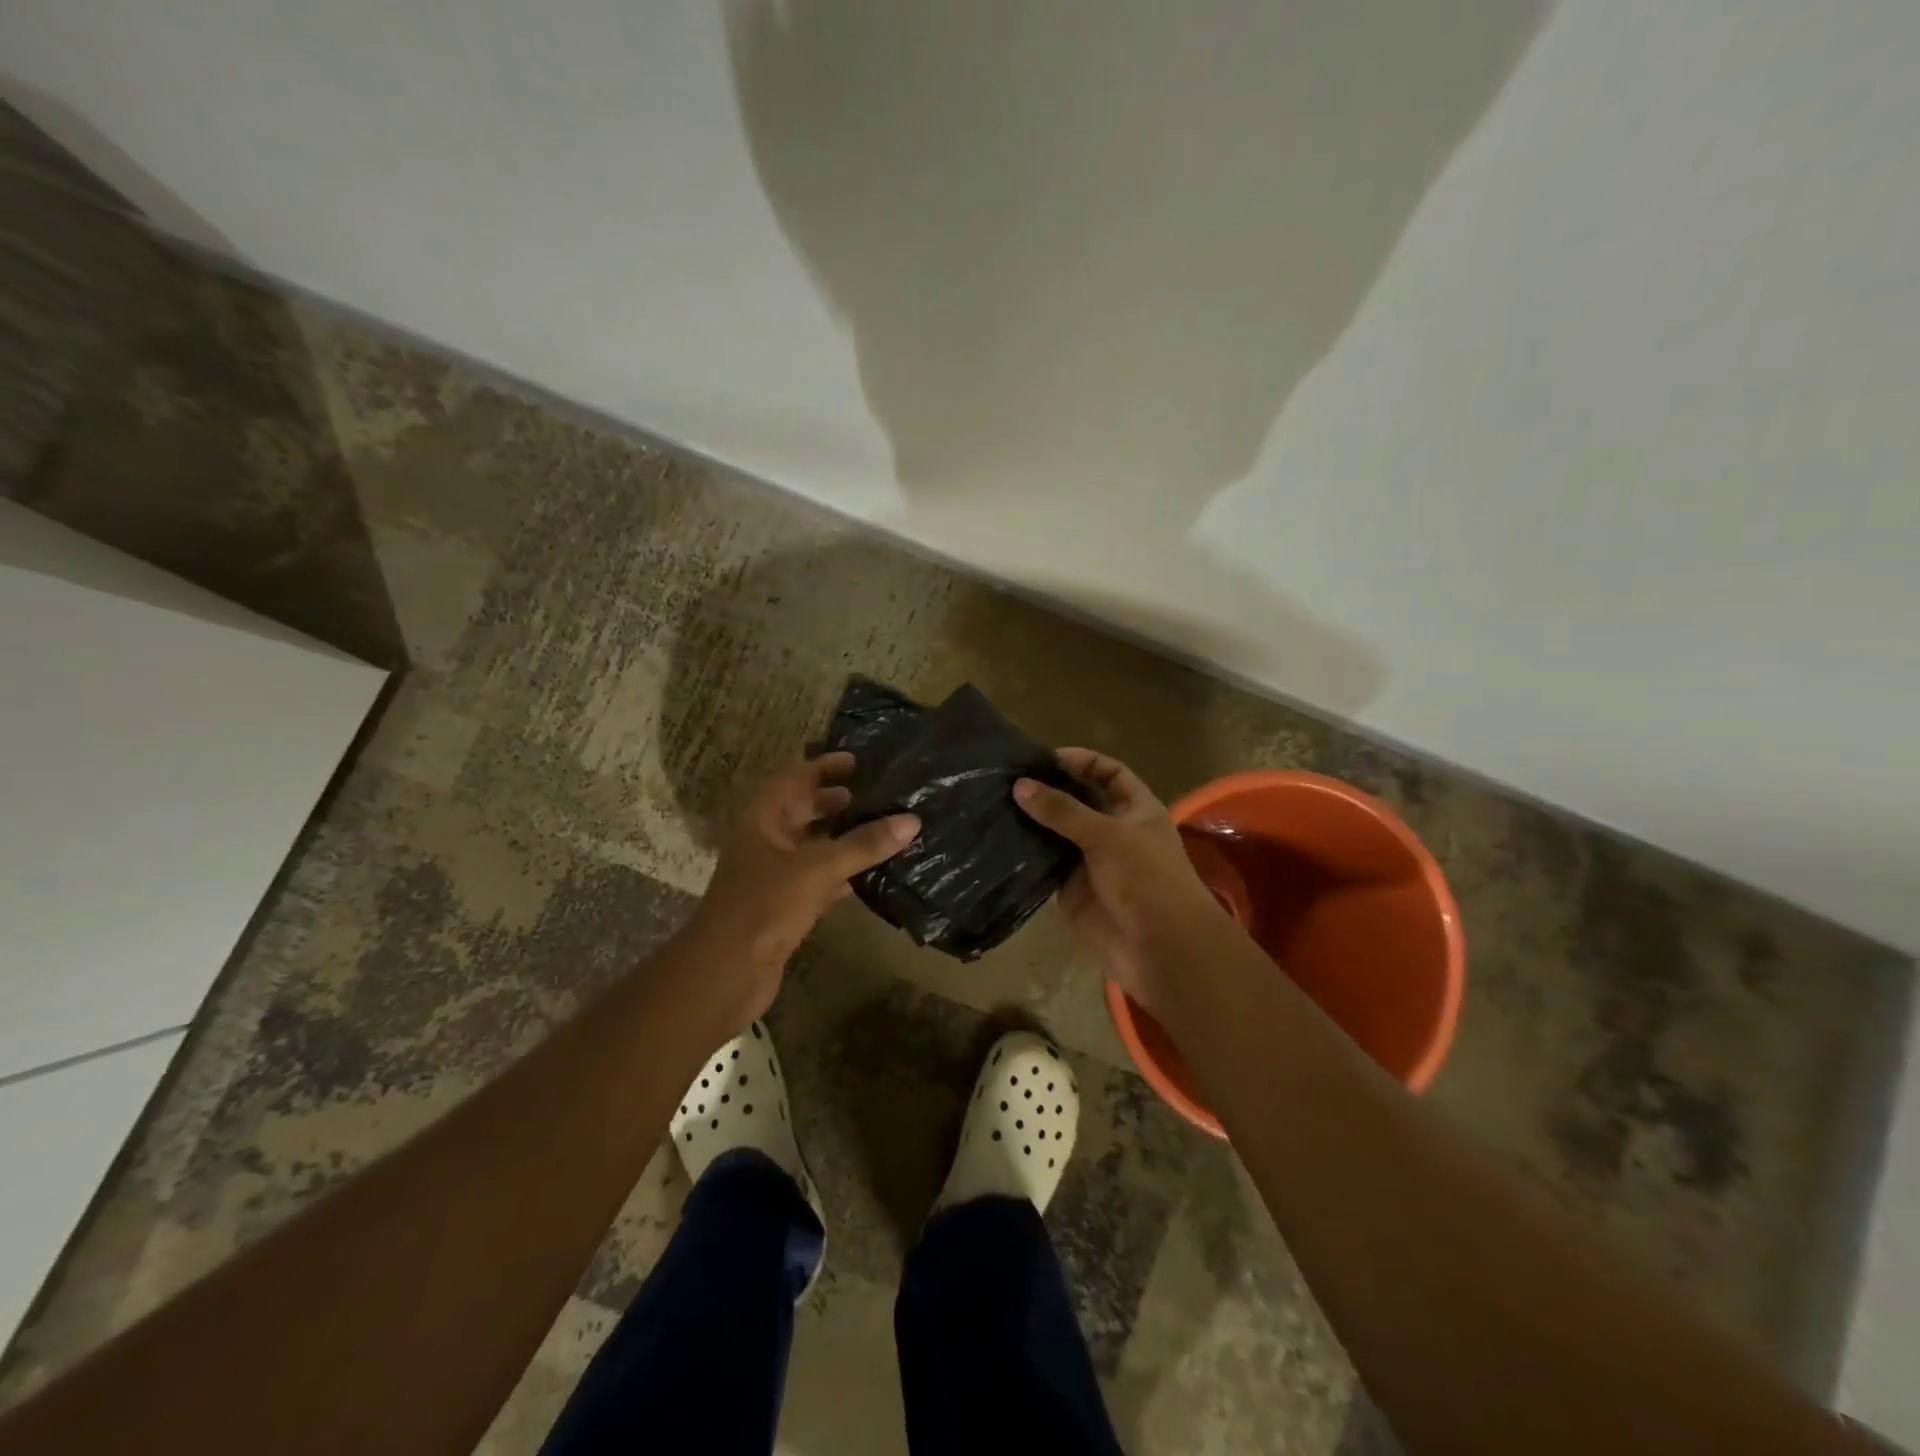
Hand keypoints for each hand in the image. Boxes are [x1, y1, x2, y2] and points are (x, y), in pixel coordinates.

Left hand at [683, 753, 918, 1025]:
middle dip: (836, 800)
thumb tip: (912, 820)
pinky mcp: (783, 906)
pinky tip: (870, 874)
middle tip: (877, 794)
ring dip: (842, 837)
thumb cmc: (764, 907)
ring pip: (812, 846)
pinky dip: (842, 873)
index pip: (793, 777)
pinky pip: (817, 879)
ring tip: (883, 828)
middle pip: (802, 810)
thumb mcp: (817, 868)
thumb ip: (864, 844)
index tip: (859, 761)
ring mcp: (773, 875)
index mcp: (762, 819)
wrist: (726, 973)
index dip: (823, 766)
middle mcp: (765, 841)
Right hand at [1014, 748, 1225, 1014]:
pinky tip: (996, 840)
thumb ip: (1064, 810)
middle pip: (1077, 802)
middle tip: (1006, 778)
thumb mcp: (1108, 835)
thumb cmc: (1147, 880)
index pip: (1110, 773)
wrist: (1160, 950)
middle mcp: (1112, 831)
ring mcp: (1089, 862)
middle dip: (1048, 791)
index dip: (1083, 761)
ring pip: (1055, 834)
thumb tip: (1020, 785)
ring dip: (1031, 822)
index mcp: (1136, 810)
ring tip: (992, 803)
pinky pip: (1044, 866)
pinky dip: (1025, 854)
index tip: (1046, 758)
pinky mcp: (1070, 890)